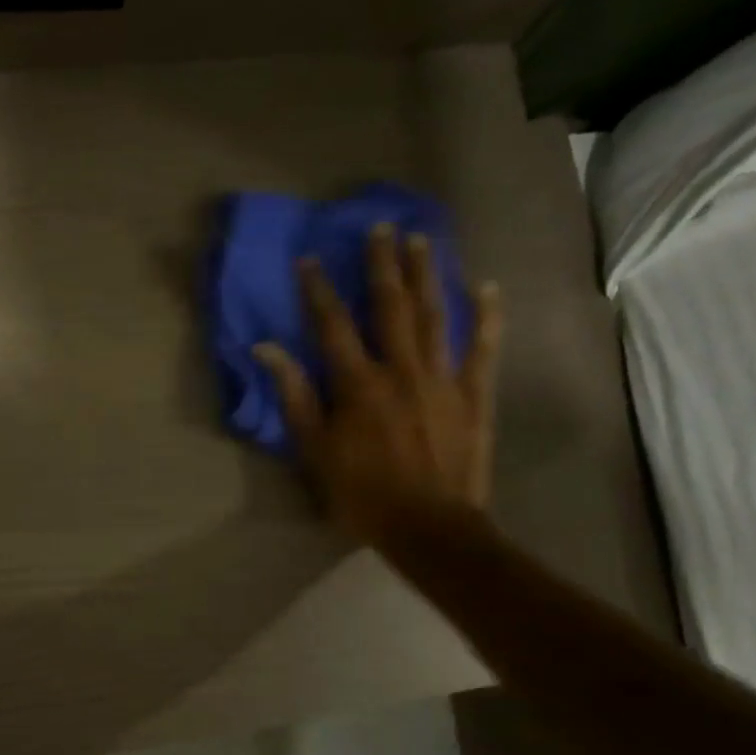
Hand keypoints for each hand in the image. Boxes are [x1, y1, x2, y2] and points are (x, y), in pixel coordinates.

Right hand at [254, 227, 503, 561]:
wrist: (429, 528)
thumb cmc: (362, 494)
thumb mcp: (314, 451)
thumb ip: (295, 397)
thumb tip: (268, 350)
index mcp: (358, 384)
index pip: (333, 326)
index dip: (319, 291)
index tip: (310, 259)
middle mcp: (401, 369)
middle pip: (390, 306)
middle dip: (382, 264)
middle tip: (381, 226)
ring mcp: (443, 379)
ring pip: (434, 316)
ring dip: (426, 275)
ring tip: (421, 239)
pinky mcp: (475, 395)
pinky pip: (484, 349)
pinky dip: (487, 317)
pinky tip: (487, 286)